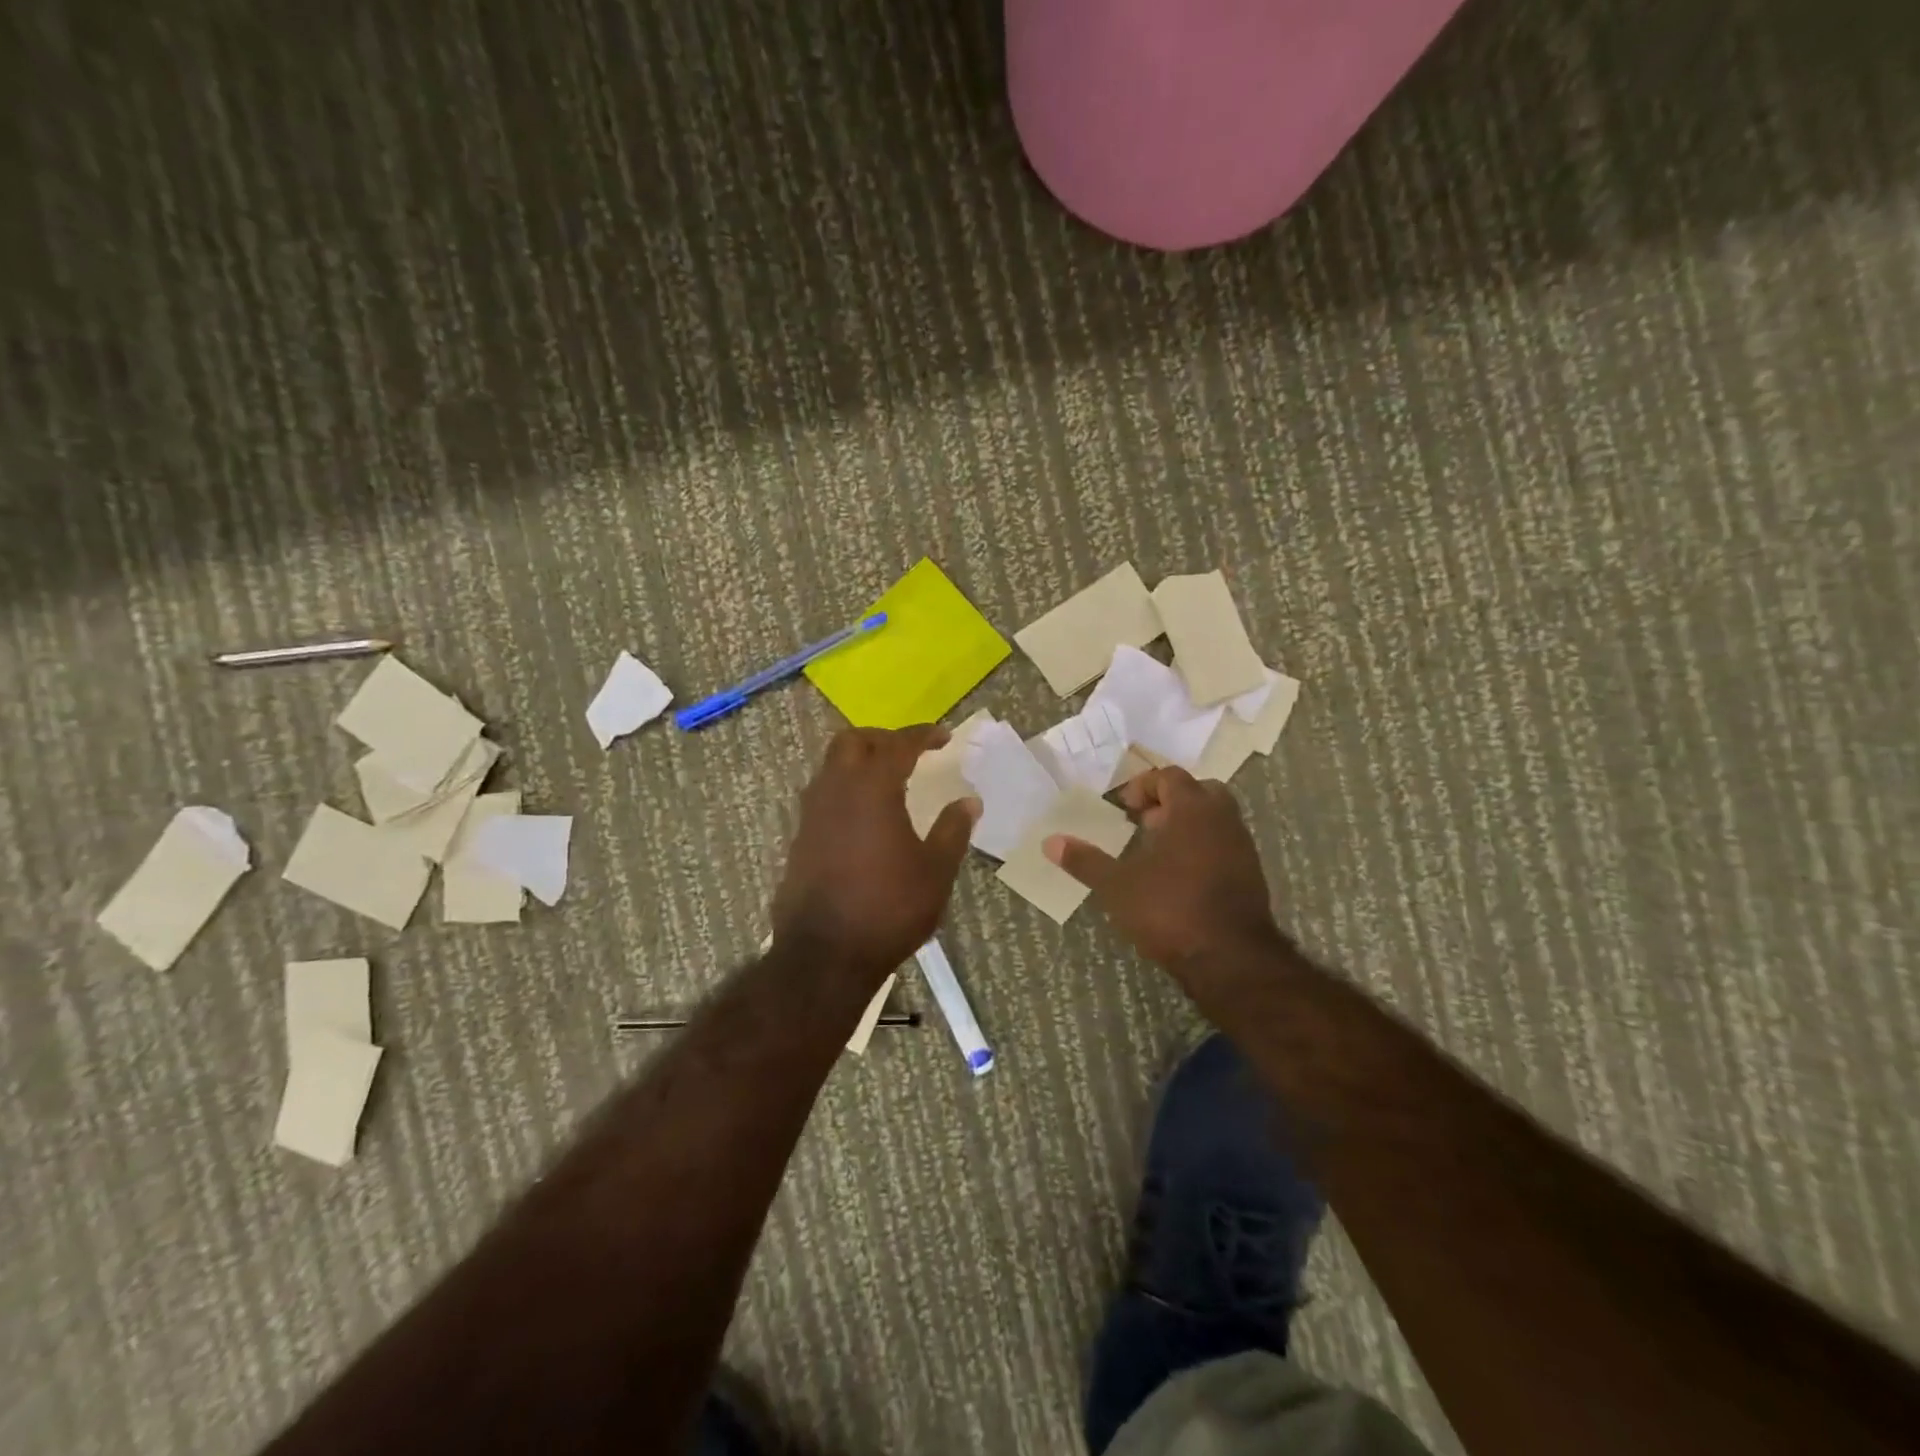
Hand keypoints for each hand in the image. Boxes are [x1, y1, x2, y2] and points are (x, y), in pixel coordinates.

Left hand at [772, 726, 979, 980]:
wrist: (825, 955)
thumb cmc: (889, 909)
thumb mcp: (935, 871)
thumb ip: (952, 830)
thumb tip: (969, 802)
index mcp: (872, 788)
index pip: (898, 744)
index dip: (923, 735)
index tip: (944, 736)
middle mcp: (835, 790)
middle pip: (851, 741)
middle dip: (882, 739)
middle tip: (908, 753)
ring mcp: (811, 814)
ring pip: (831, 767)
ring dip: (858, 763)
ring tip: (887, 782)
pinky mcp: (799, 839)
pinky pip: (823, 797)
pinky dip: (845, 791)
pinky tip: (864, 819)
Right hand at [1046, 767, 1279, 971]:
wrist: (1231, 960)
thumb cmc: (1170, 910)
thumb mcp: (1117, 886)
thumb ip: (1085, 861)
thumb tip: (1049, 842)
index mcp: (1192, 810)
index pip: (1169, 776)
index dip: (1143, 786)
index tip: (1122, 808)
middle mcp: (1223, 820)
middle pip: (1199, 791)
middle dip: (1170, 801)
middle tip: (1144, 823)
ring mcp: (1242, 847)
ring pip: (1215, 819)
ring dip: (1187, 825)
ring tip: (1157, 851)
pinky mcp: (1252, 875)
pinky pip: (1224, 845)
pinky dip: (1203, 848)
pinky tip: (1179, 877)